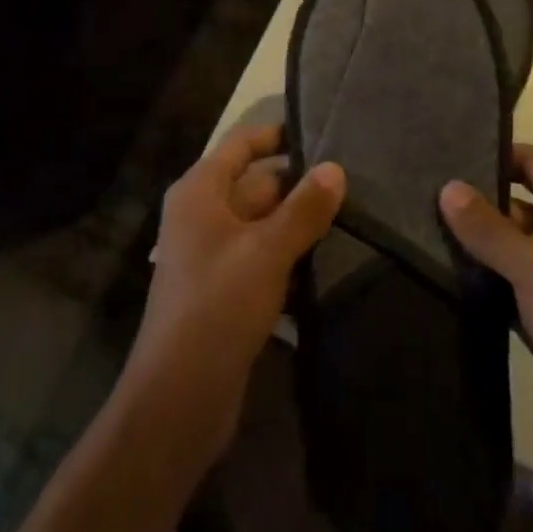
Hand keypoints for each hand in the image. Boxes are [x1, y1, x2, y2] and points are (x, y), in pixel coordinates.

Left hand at [122, 125, 344, 471]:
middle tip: (353, 184)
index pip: (242, 144)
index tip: (323, 134)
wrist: (179, 397)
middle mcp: (202, 215)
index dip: (278, 135)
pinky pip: (263, 258)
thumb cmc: (218, 306)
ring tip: (352, 217)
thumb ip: (303, 208)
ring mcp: (213, 254)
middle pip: (257, 184)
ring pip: (263, 224)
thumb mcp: (266, 251)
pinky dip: (290, 257)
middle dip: (299, 186)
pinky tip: (328, 262)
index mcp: (200, 191)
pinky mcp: (226, 290)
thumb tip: (336, 168)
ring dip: (299, 224)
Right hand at [440, 145, 532, 486]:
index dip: (493, 155)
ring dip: (474, 244)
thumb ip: (489, 228)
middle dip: (474, 202)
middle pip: (516, 203)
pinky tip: (441, 274)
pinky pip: (508, 284)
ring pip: (509, 247)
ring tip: (418, 230)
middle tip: (419, 196)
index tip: (444, 154)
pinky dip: (482, 280)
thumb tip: (447, 186)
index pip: (532, 162)